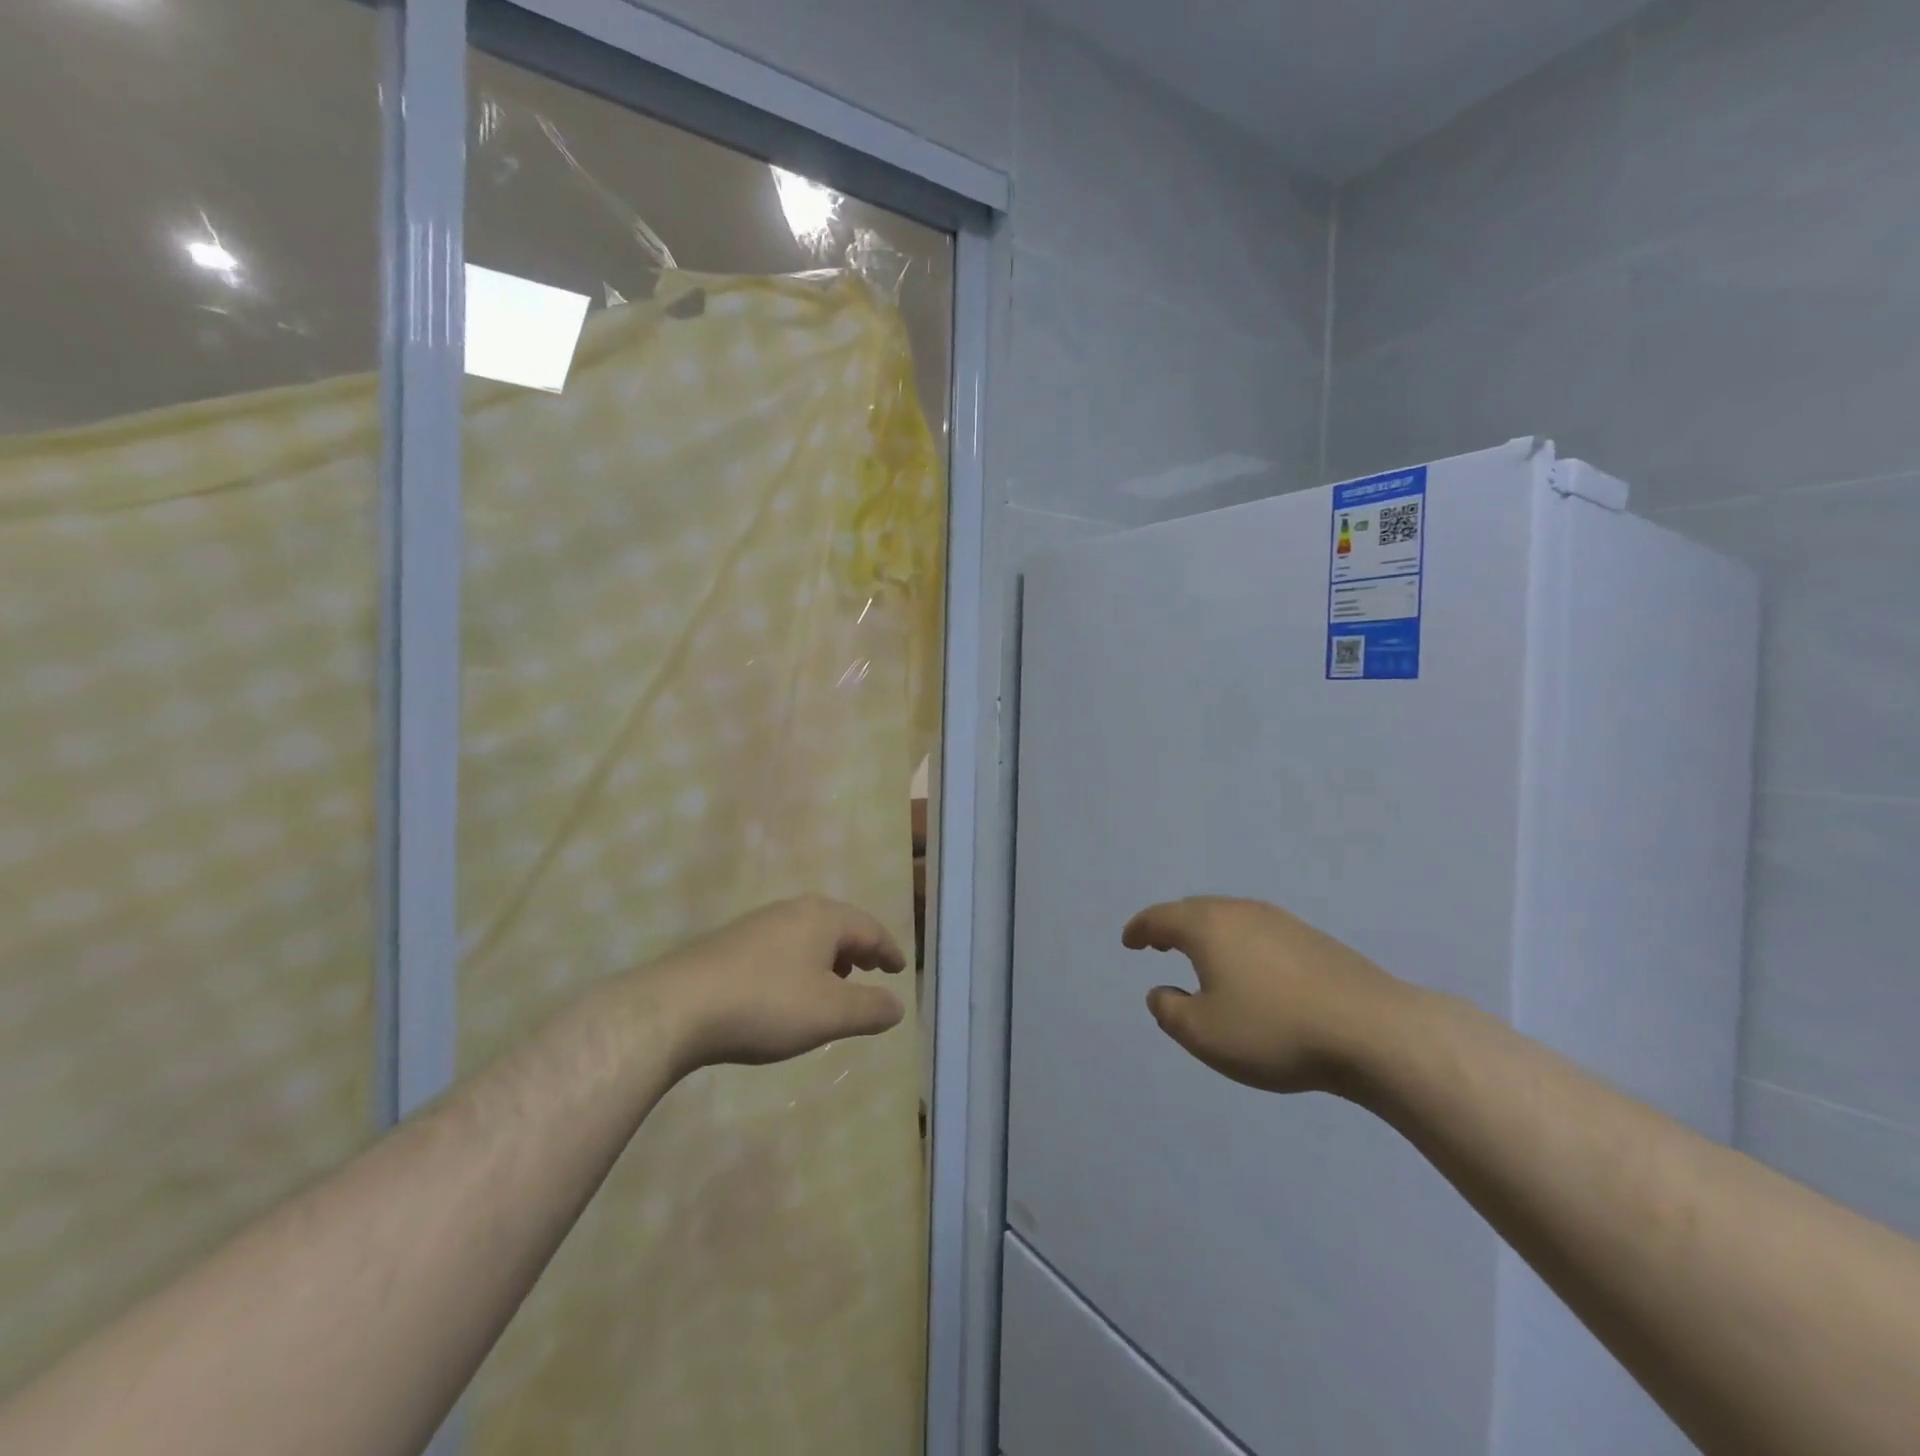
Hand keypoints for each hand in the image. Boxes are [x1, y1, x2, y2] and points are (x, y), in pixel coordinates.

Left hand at [643, 896, 907, 1072]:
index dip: (888, 949)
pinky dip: (801, 961)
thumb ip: (870, 1009)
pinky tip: (790, 989)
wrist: (677, 1007)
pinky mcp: (731, 942)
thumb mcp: (830, 1014)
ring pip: (808, 934)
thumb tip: (898, 1005)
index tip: (900, 968)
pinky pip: (782, 945)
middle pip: (838, 924)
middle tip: (872, 970)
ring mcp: (758, 923)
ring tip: (835, 983)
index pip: (869, 928)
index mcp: (822, 918)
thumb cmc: (766, 1005)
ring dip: (828, 956)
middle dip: (858, 948)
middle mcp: (793, 910)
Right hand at [1123, 897, 1409, 1094]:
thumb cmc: (1274, 1030)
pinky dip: (1239, 943)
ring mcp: (1280, 921)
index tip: (1128, 942)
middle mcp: (1239, 912)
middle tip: (1158, 943)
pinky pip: (1258, 932)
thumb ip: (1169, 1010)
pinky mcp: (1312, 939)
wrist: (1372, 1030)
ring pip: (1229, 918)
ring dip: (1207, 933)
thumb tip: (1161, 991)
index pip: (1159, 918)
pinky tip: (1250, 970)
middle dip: (1171, 926)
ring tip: (1201, 957)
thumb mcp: (1203, 1034)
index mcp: (1206, 927)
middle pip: (1194, 910)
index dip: (1139, 929)